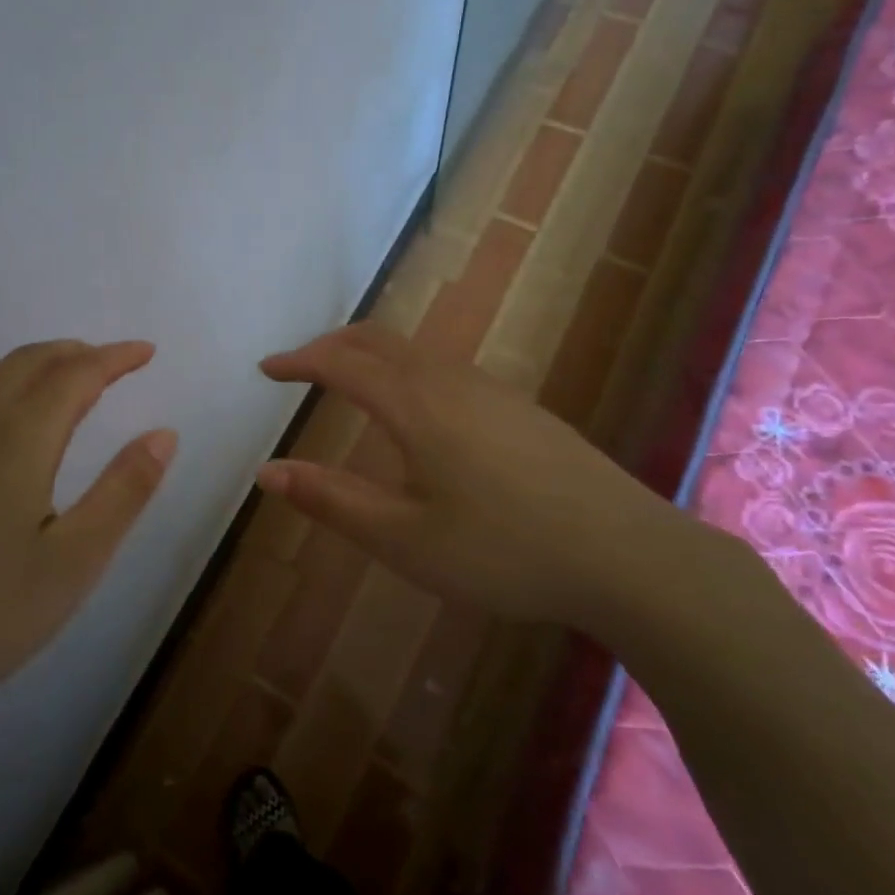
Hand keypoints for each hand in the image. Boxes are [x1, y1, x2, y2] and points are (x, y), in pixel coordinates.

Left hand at [0, 340, 175, 775]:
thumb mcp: (74, 562)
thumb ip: (124, 491)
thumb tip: (164, 434)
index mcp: (16, 438)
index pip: (76, 373)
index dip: (115, 357)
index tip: (145, 351)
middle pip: (26, 362)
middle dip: (74, 354)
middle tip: (109, 365)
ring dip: (32, 374)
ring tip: (61, 395)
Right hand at [256, 322, 698, 632]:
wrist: (628, 554)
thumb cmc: (503, 551)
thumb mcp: (404, 538)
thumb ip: (331, 500)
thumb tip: (267, 471)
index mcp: (415, 405)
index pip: (341, 363)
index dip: (298, 361)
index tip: (266, 369)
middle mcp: (449, 380)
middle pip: (378, 340)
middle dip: (331, 344)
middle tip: (299, 366)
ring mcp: (491, 390)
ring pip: (415, 350)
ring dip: (370, 353)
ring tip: (347, 380)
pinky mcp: (520, 408)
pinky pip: (444, 367)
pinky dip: (404, 368)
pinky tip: (415, 410)